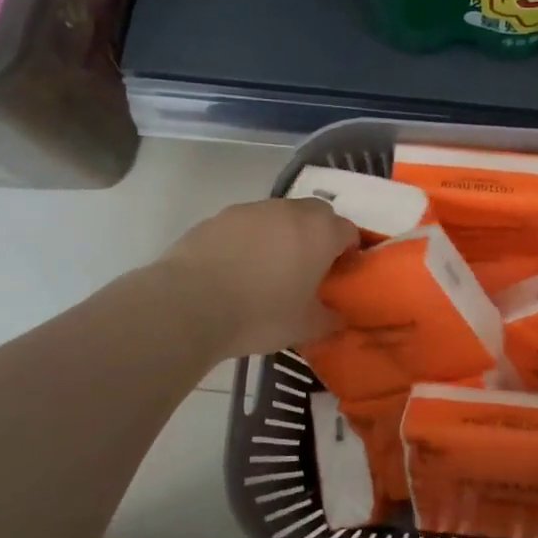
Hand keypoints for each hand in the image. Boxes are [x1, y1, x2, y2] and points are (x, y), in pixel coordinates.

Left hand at [157, 197, 359, 358]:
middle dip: (317, 237)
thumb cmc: (260, 314)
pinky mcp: (217, 218)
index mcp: (320, 232)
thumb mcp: (305, 328)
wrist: (188, 305)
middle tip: (307, 270)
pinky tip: (235, 272)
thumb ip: (329, 320)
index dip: (349, 252)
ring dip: (281, 237)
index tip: (339, 276)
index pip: (349, 231)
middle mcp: (289, 211)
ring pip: (278, 218)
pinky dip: (248, 242)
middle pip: (315, 215)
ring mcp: (250, 210)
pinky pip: (245, 226)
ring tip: (267, 273)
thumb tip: (337, 317)